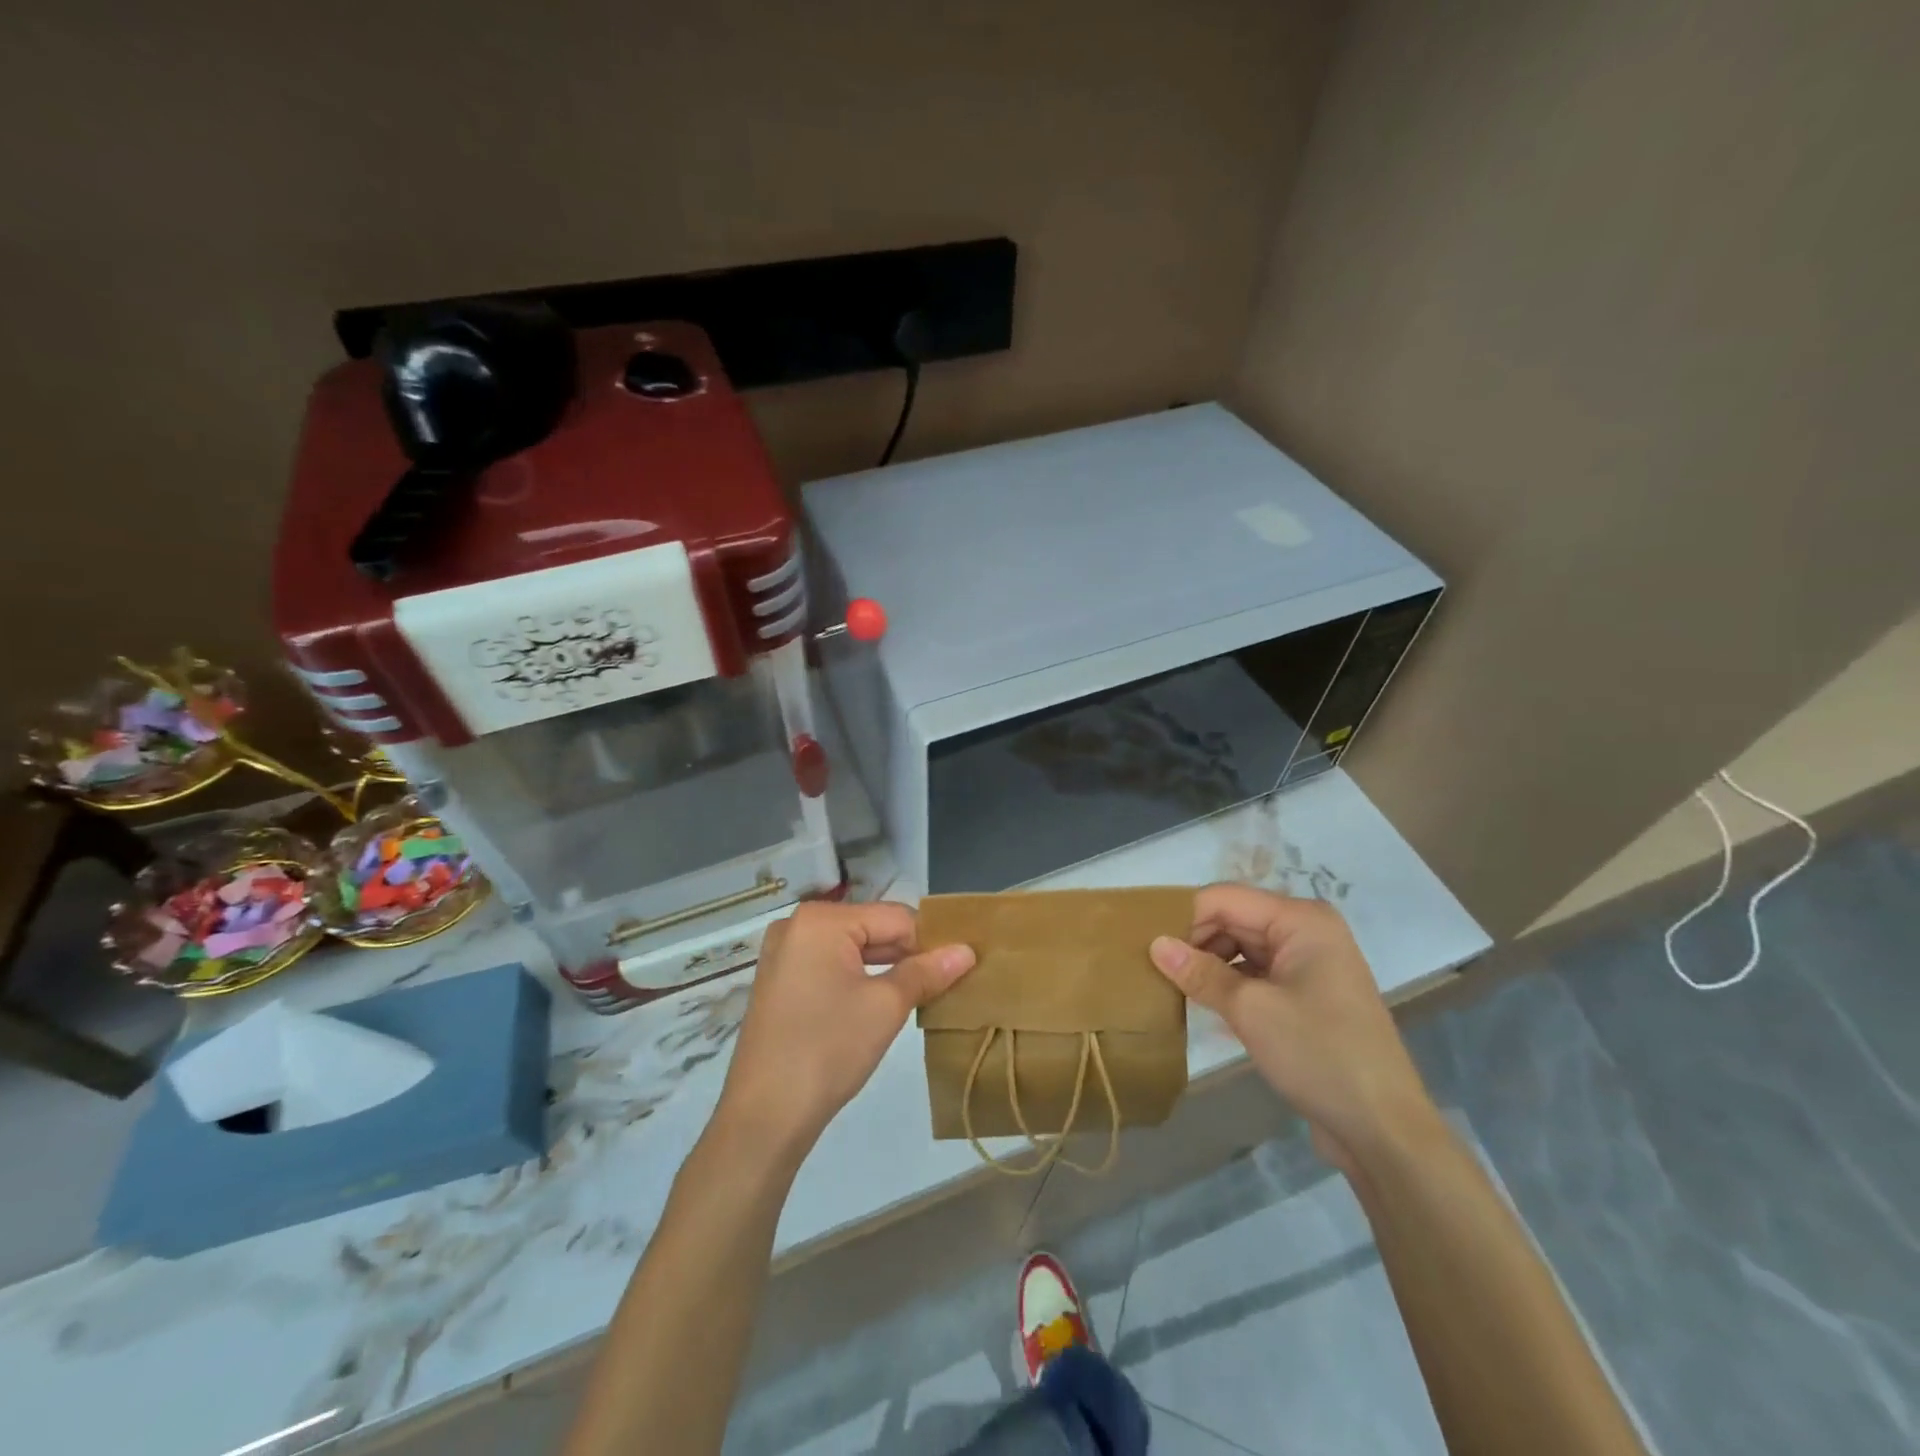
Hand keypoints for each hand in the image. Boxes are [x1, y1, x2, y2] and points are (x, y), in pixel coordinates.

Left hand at [714, 901, 974, 1163]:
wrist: (764, 1116)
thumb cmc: (828, 1049)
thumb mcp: (886, 1007)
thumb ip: (926, 972)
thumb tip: (967, 951)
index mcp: (821, 919)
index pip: (895, 917)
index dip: (931, 941)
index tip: (961, 966)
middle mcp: (797, 925)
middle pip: (871, 929)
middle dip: (908, 954)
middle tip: (948, 981)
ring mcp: (784, 953)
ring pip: (852, 949)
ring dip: (887, 968)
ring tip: (923, 993)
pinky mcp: (780, 981)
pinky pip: (831, 966)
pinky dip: (859, 979)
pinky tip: (884, 1002)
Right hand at [1148, 884, 1438, 1174]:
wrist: (1383, 1129)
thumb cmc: (1319, 1054)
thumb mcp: (1251, 1010)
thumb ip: (1199, 973)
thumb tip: (1155, 944)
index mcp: (1301, 920)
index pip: (1224, 899)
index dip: (1184, 917)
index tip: (1146, 945)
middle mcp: (1306, 931)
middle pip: (1233, 919)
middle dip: (1194, 941)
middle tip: (1154, 969)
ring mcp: (1307, 964)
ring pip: (1241, 947)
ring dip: (1208, 964)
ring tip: (1171, 987)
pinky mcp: (1305, 994)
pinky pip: (1255, 973)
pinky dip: (1228, 983)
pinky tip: (1201, 1002)